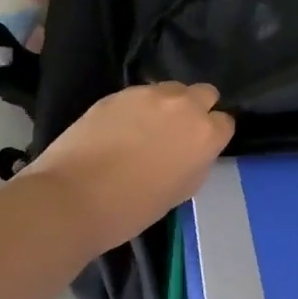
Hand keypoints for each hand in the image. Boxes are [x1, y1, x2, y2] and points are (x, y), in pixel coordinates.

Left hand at [24, 82, 235, 254]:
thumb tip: (191, 151)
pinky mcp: (118, 93)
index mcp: (205, 134)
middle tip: (177, 133)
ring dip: (167, 105)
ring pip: (171, 90)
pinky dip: (137, 108)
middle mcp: (184, 106)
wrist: (72, 198)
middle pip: (204, 94)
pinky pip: (140, 95)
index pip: (225, 123)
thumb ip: (196, 162)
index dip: (213, 136)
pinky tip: (120, 130)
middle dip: (197, 109)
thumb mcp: (181, 191)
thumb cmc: (132, 208)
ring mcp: (149, 95)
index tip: (199, 149)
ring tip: (146, 129)